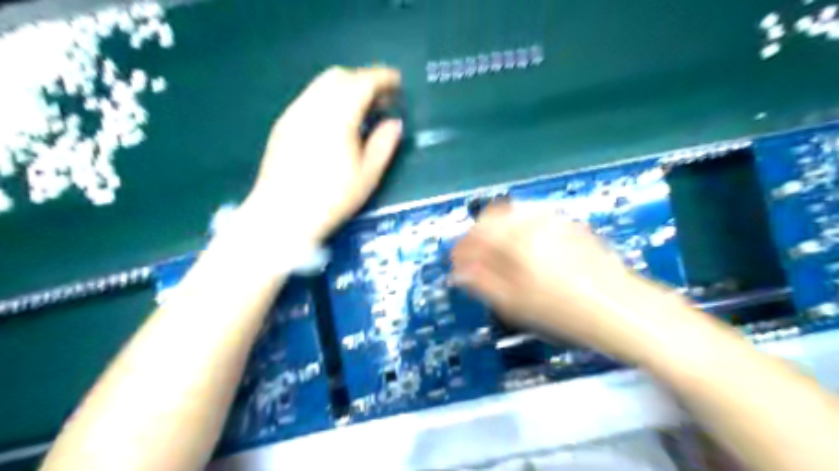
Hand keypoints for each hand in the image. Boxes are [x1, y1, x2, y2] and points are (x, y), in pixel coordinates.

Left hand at [240, 67, 401, 242]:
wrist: (281, 215)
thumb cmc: (331, 199)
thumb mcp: (367, 176)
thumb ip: (384, 144)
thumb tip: (394, 123)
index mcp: (337, 117)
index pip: (362, 83)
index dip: (382, 78)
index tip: (397, 83)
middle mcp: (312, 106)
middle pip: (339, 76)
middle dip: (363, 80)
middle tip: (380, 100)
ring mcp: (293, 114)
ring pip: (321, 85)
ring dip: (345, 88)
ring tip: (359, 111)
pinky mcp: (282, 125)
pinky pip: (309, 98)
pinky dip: (328, 99)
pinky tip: (334, 123)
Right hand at [453, 204, 680, 357]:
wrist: (623, 310)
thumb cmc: (566, 311)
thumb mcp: (516, 302)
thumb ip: (481, 282)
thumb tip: (459, 270)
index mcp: (517, 238)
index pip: (477, 232)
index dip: (462, 246)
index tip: (457, 262)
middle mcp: (534, 221)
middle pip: (494, 215)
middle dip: (479, 235)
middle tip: (476, 259)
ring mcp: (555, 220)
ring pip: (515, 215)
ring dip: (499, 231)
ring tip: (498, 257)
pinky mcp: (570, 226)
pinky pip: (534, 219)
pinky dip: (520, 231)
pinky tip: (525, 252)